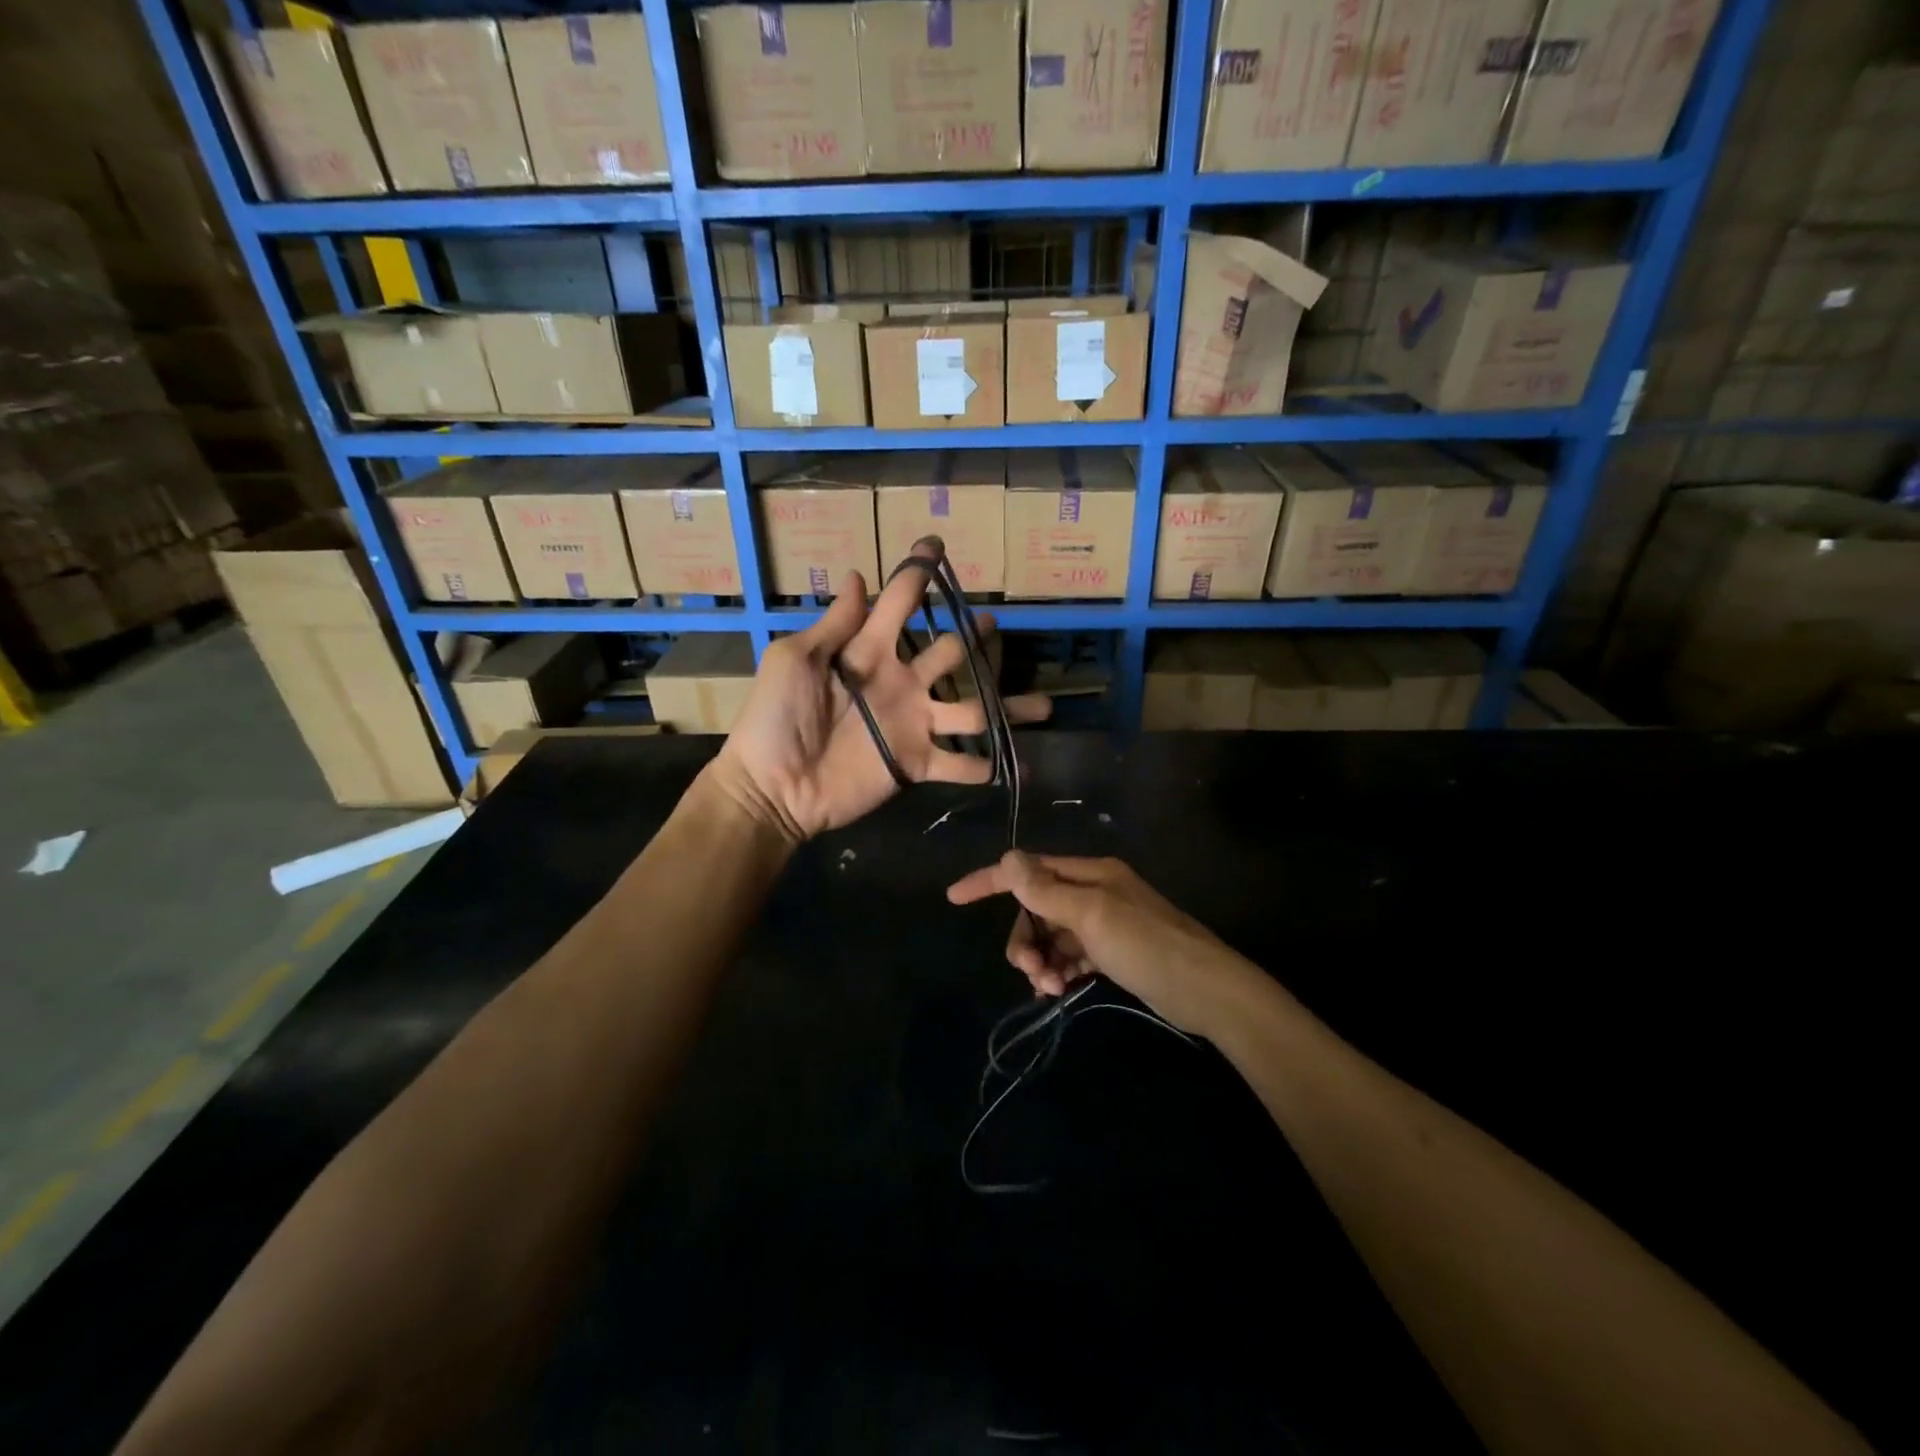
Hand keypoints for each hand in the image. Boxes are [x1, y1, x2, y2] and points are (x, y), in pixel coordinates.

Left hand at [708, 540, 1050, 843]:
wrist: (773, 786)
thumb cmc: (775, 718)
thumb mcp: (795, 659)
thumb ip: (834, 624)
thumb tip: (857, 574)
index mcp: (869, 651)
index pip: (899, 604)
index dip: (916, 574)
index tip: (936, 545)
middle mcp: (900, 682)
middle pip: (948, 653)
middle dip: (973, 637)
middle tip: (994, 626)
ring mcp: (913, 724)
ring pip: (971, 709)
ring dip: (1007, 707)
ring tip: (1044, 705)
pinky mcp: (916, 763)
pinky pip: (960, 764)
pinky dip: (988, 767)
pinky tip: (1023, 768)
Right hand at [946, 852, 1260, 1033]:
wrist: (1205, 990)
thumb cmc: (1146, 945)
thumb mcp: (1090, 915)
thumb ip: (1045, 890)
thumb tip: (1006, 858)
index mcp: (1090, 873)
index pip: (1029, 869)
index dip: (989, 881)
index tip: (954, 897)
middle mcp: (1094, 891)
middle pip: (1036, 908)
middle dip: (1025, 938)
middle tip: (1029, 971)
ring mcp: (1103, 923)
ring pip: (1051, 935)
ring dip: (1041, 959)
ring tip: (1049, 988)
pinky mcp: (1112, 951)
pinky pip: (1069, 955)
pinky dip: (1058, 969)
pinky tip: (1059, 989)